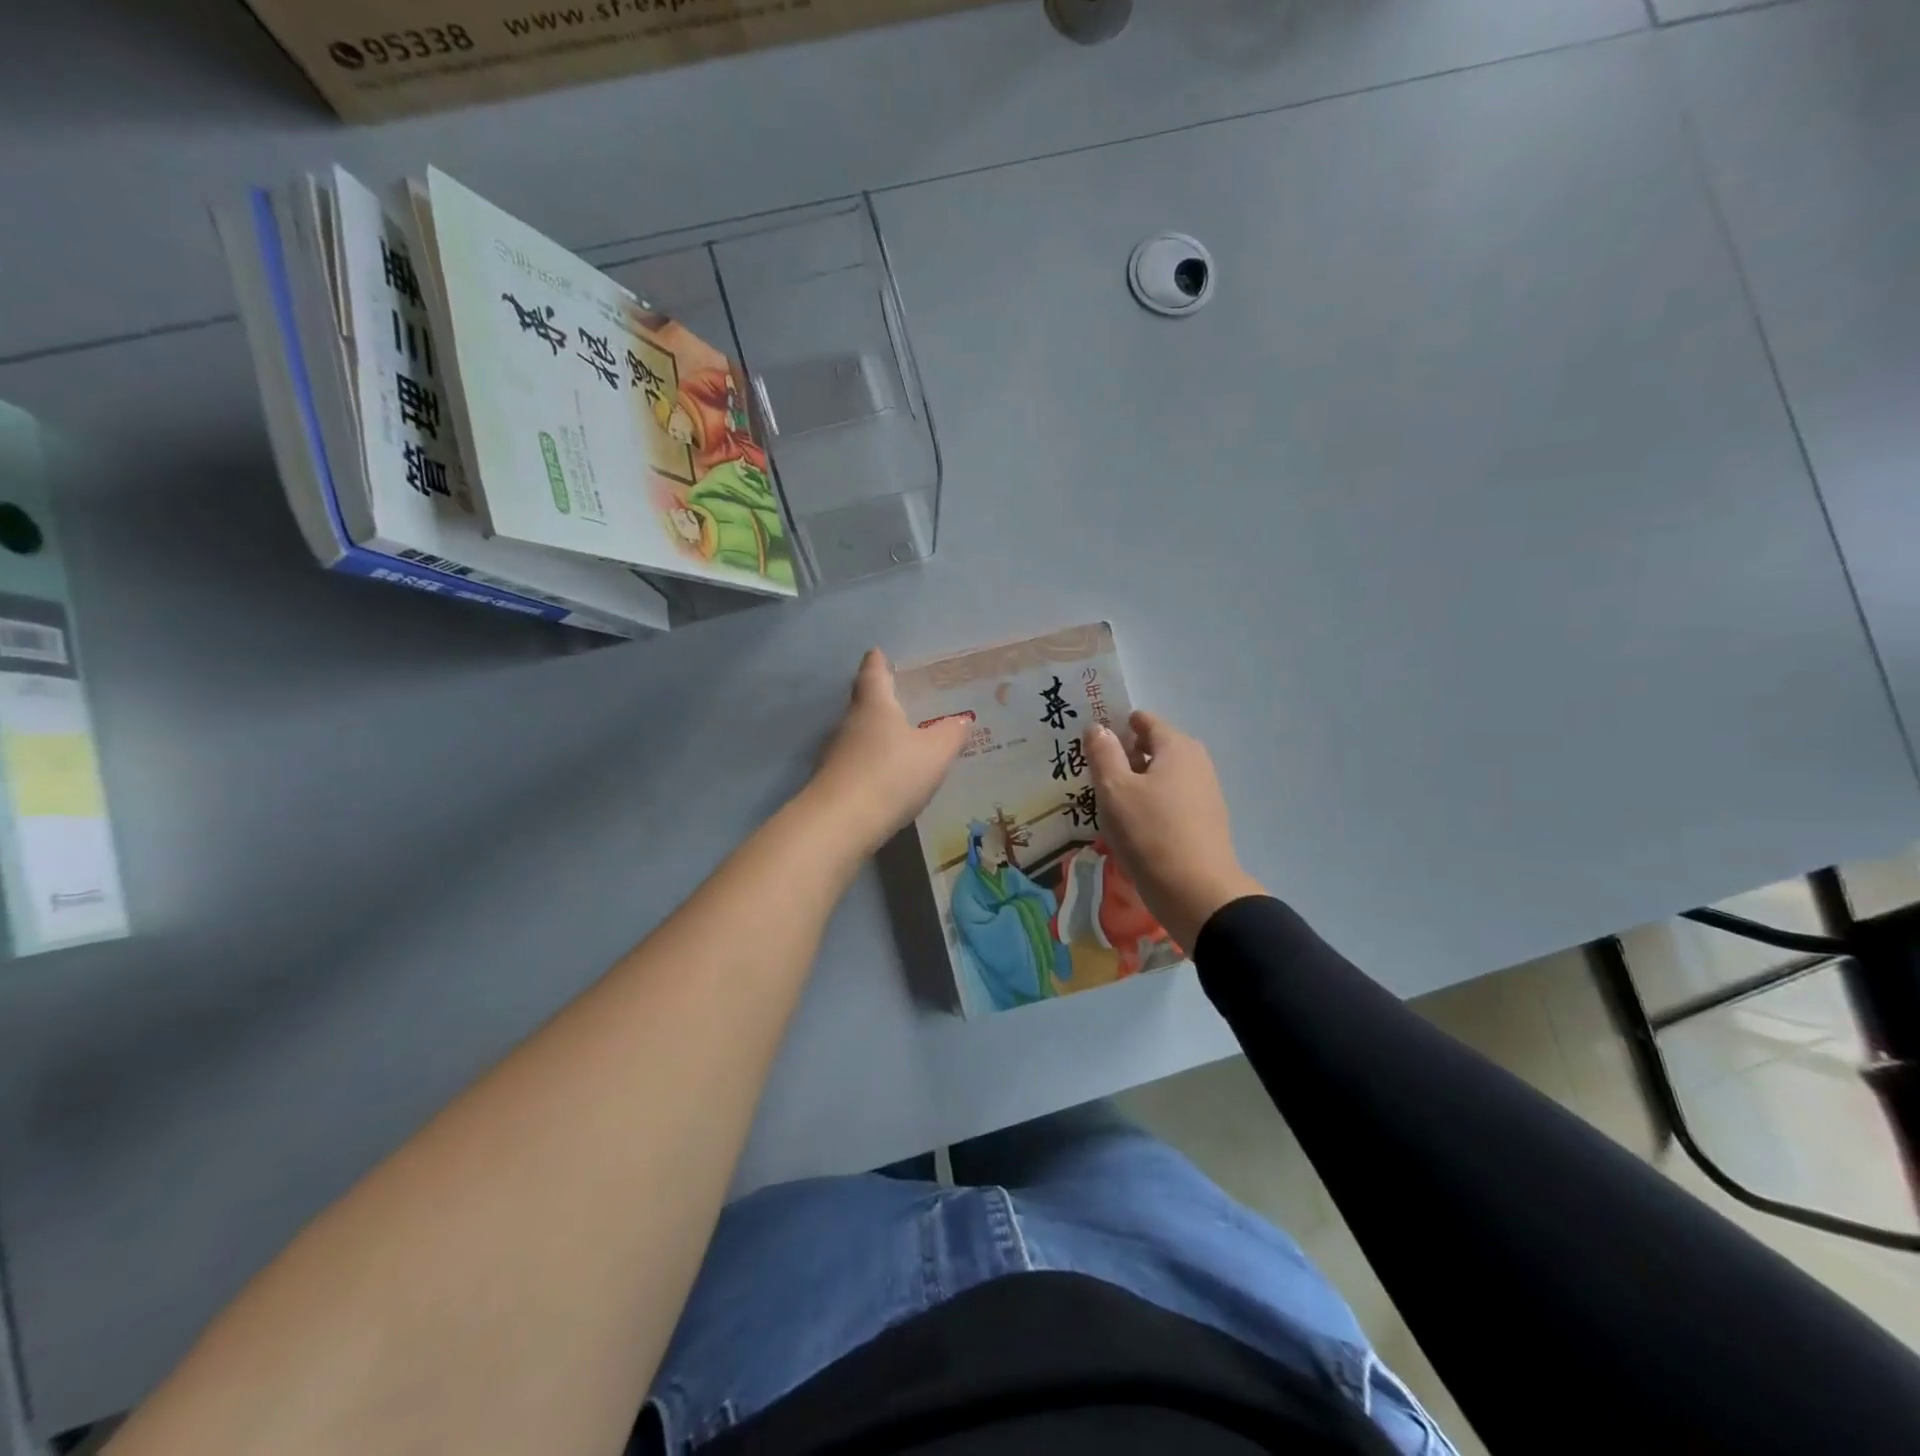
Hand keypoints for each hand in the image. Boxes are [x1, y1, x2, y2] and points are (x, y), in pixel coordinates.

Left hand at [809, 649, 968, 854]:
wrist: (842, 822)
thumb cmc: (891, 774)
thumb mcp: (934, 753)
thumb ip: (950, 734)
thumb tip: (962, 720)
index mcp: (874, 705)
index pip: (873, 673)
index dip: (877, 662)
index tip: (878, 653)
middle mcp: (850, 722)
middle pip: (863, 702)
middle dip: (879, 698)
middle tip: (900, 697)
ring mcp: (836, 753)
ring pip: (858, 734)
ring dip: (875, 733)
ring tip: (900, 738)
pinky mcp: (833, 782)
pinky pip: (857, 762)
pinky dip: (871, 762)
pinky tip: (887, 775)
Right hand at [1083, 711, 1265, 951]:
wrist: (1195, 892)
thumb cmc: (1149, 832)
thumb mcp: (1114, 789)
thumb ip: (1103, 753)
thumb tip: (1098, 727)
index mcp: (1176, 746)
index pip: (1143, 721)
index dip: (1116, 726)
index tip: (1090, 743)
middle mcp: (1196, 762)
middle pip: (1153, 748)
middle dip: (1124, 756)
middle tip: (1091, 773)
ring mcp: (1204, 793)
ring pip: (1161, 776)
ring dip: (1135, 783)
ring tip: (1106, 801)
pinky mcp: (1203, 821)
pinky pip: (1169, 800)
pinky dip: (1149, 803)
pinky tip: (1130, 824)